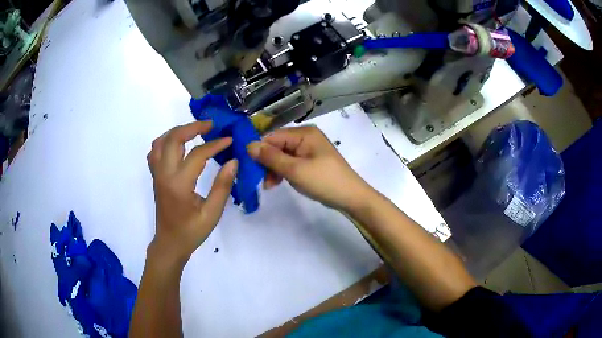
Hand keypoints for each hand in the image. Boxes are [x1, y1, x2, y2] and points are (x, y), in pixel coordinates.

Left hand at [147, 121, 237, 265]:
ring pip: (161, 141)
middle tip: (211, 126)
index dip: (215, 144)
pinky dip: (166, 141)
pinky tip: (178, 145)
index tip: (229, 140)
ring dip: (178, 131)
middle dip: (193, 127)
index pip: (197, 154)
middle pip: (173, 138)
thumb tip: (233, 162)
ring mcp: (157, 174)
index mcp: (179, 184)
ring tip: (195, 131)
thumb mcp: (212, 214)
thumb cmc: (192, 231)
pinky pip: (155, 151)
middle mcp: (164, 174)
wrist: (170, 243)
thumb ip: (222, 186)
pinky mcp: (155, 176)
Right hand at [247, 126, 375, 211]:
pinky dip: (283, 172)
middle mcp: (306, 137)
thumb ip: (271, 157)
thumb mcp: (295, 170)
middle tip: (260, 181)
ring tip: (269, 186)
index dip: (259, 150)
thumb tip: (248, 145)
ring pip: (282, 156)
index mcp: (304, 133)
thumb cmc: (324, 181)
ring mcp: (309, 150)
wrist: (351, 197)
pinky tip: (278, 183)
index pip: (272, 136)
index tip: (249, 167)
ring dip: (274, 169)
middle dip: (267, 162)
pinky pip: (291, 163)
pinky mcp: (311, 161)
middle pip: (277, 146)